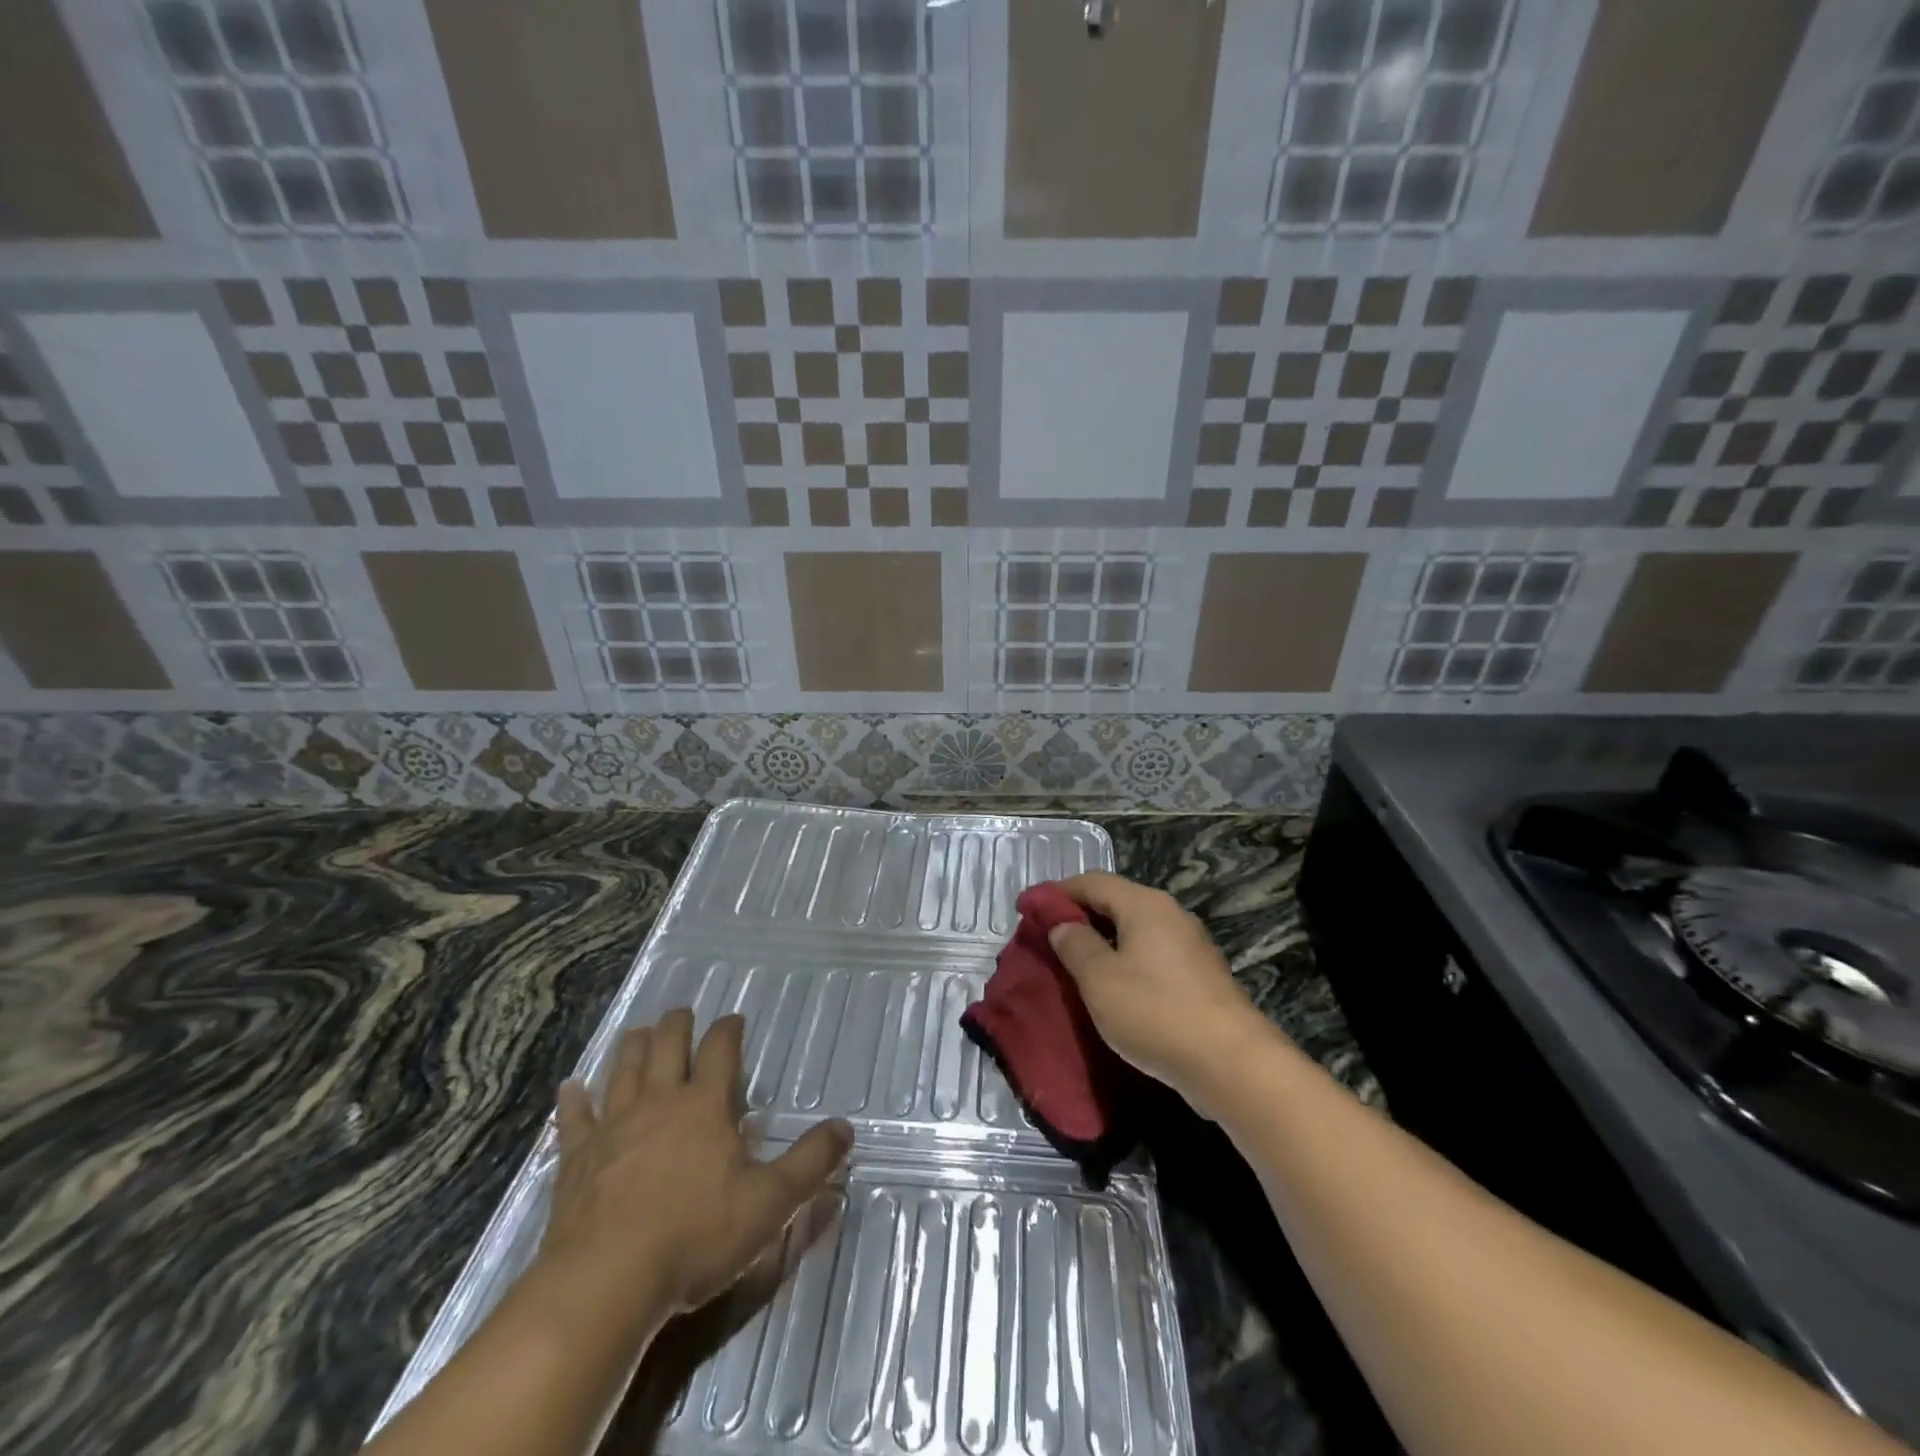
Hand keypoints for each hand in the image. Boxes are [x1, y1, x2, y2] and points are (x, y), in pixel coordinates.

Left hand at [537, 1010, 851, 1340]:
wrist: (605, 1283)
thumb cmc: (695, 1236)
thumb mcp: (770, 1203)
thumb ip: (811, 1163)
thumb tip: (846, 1128)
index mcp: (704, 1106)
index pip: (721, 1050)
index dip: (729, 1030)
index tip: (734, 1019)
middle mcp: (658, 1103)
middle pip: (667, 1047)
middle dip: (677, 1026)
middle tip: (681, 1013)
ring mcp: (613, 1128)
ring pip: (624, 1071)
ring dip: (633, 1048)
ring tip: (639, 1031)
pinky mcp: (577, 1160)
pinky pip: (575, 1120)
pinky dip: (574, 1100)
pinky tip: (570, 1087)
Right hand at [1048, 872, 1265, 1100]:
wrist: (1233, 1065)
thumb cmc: (1156, 1012)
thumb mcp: (1100, 979)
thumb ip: (1075, 945)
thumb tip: (1062, 924)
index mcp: (1144, 905)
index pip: (1091, 881)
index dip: (1056, 892)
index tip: (1026, 909)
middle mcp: (1170, 914)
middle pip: (1115, 901)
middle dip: (1078, 915)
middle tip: (1046, 938)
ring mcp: (1190, 945)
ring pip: (1134, 930)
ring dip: (1102, 941)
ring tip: (1074, 964)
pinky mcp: (1201, 976)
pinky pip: (1151, 955)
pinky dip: (1125, 960)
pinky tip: (1113, 987)